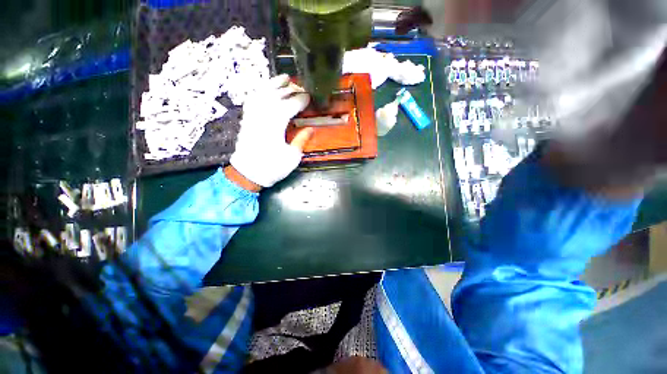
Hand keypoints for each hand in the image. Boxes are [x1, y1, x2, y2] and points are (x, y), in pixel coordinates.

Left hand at [229, 74, 313, 188]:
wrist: (248, 173)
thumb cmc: (272, 167)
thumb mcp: (292, 157)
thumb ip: (301, 140)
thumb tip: (311, 129)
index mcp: (275, 125)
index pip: (289, 106)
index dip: (300, 100)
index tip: (309, 97)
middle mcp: (262, 116)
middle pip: (276, 95)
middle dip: (289, 89)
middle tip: (300, 86)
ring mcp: (253, 116)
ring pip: (262, 93)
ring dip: (273, 84)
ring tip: (283, 77)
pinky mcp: (247, 119)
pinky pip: (252, 99)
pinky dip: (259, 91)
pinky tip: (265, 89)